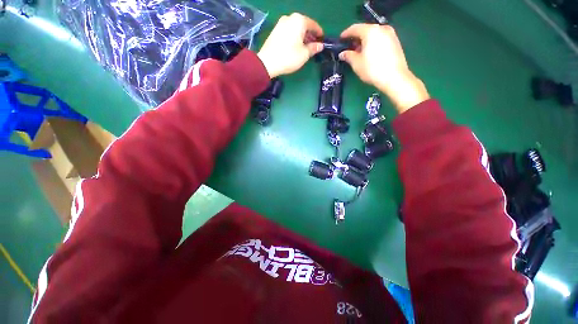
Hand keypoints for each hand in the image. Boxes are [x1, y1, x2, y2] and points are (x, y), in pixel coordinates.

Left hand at [257, 13, 323, 78]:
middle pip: (304, 25)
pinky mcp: (275, 30)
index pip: (313, 25)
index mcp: (299, 20)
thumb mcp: (304, 54)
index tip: (322, 40)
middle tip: (314, 45)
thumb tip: (320, 45)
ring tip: (305, 47)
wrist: (267, 62)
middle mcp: (290, 18)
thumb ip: (313, 48)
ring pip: (296, 28)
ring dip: (302, 36)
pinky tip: (295, 46)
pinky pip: (289, 31)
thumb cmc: (289, 57)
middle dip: (310, 35)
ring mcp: (281, 23)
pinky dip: (294, 36)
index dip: (319, 33)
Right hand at [339, 24, 429, 112]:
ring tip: (358, 52)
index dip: (346, 34)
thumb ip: (348, 56)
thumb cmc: (373, 69)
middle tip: (349, 48)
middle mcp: (381, 29)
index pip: (355, 28)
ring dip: (365, 42)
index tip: (340, 39)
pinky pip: (380, 39)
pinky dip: (373, 44)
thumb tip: (343, 54)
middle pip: (365, 30)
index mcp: (370, 31)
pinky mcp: (395, 42)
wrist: (394, 77)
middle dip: (356, 38)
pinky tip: (369, 54)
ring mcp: (390, 34)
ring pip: (374, 35)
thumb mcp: (356, 63)